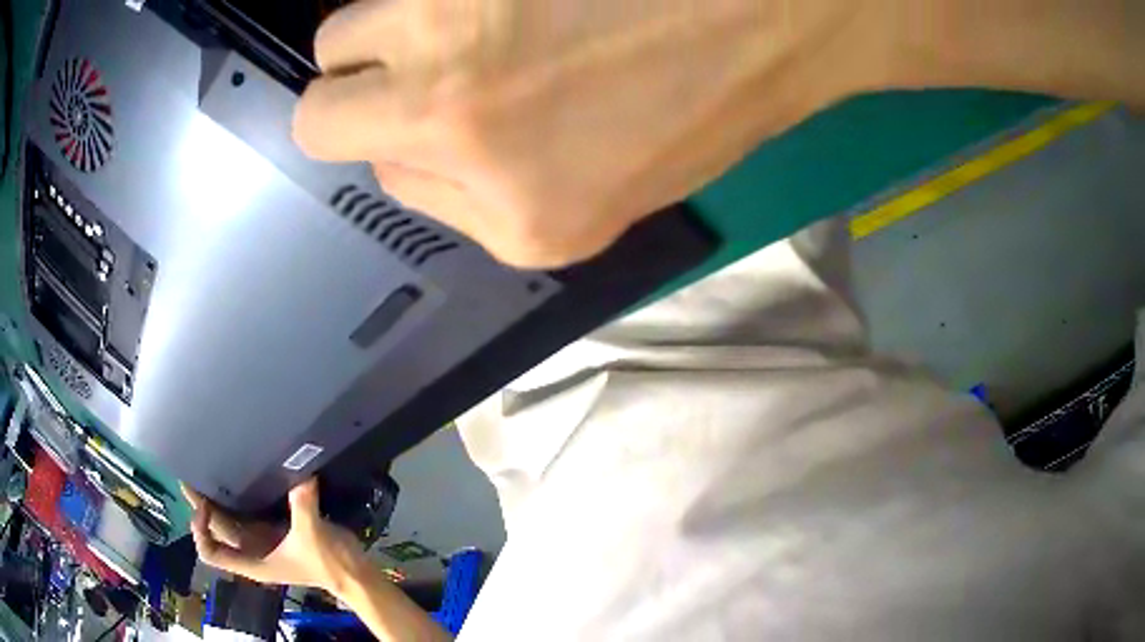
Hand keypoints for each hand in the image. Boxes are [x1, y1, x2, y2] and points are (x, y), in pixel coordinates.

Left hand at [183, 480, 364, 592]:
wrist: (353, 573)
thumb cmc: (328, 562)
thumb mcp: (312, 536)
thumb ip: (302, 506)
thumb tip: (301, 475)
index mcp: (253, 562)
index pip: (212, 552)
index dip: (201, 531)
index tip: (204, 505)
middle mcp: (251, 552)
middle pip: (215, 532)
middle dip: (201, 507)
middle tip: (192, 476)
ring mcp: (261, 542)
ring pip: (228, 522)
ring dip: (215, 501)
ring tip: (207, 470)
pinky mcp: (273, 531)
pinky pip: (244, 513)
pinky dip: (235, 498)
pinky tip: (237, 476)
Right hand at [294, 1, 884, 266]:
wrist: (778, 15)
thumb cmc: (717, 91)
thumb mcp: (612, 184)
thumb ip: (493, 178)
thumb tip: (418, 143)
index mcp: (521, 223)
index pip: (391, 177)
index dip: (416, 135)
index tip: (455, 104)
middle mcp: (464, 141)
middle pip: (324, 120)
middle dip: (356, 92)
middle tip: (415, 59)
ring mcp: (453, 53)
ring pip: (338, 44)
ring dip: (379, 32)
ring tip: (459, 17)